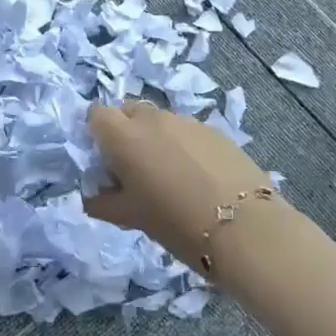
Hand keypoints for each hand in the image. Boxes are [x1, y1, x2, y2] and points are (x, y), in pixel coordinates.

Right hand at [87, 100, 283, 271]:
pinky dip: (183, 144)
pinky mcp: (214, 129)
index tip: (104, 159)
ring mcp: (186, 121)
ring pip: (159, 120)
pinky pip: (186, 130)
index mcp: (124, 136)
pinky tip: (196, 175)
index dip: (97, 133)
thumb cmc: (175, 222)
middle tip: (133, 166)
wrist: (242, 225)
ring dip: (155, 137)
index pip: (97, 114)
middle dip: (125, 130)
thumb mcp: (130, 218)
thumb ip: (102, 202)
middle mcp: (152, 119)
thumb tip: (93, 195)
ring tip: (168, 174)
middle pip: (128, 110)